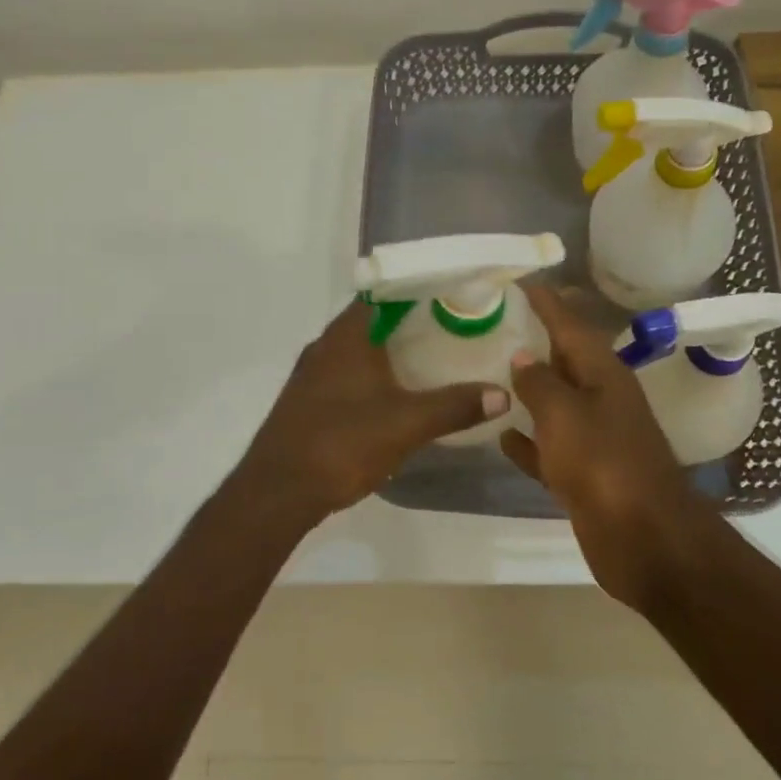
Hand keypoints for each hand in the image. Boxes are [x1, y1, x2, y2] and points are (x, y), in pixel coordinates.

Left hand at [230, 301, 509, 525]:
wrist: (278, 492)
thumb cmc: (342, 443)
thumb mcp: (407, 424)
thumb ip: (455, 406)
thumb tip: (502, 393)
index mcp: (346, 337)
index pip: (382, 292)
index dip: (414, 287)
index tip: (448, 290)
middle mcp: (324, 347)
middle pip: (371, 320)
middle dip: (408, 320)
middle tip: (450, 324)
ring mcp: (311, 375)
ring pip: (357, 350)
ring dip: (388, 350)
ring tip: (430, 356)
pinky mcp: (307, 402)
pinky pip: (346, 374)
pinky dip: (372, 375)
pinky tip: (394, 394)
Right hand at [499, 287, 701, 611]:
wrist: (645, 539)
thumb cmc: (604, 464)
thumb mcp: (565, 414)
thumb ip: (539, 383)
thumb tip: (521, 357)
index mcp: (603, 374)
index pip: (570, 325)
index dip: (546, 302)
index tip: (519, 280)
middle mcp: (601, 399)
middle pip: (564, 361)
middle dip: (534, 342)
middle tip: (496, 323)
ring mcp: (594, 439)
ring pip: (555, 404)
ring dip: (529, 391)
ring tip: (491, 372)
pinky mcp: (585, 474)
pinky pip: (550, 448)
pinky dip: (528, 442)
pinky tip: (501, 437)